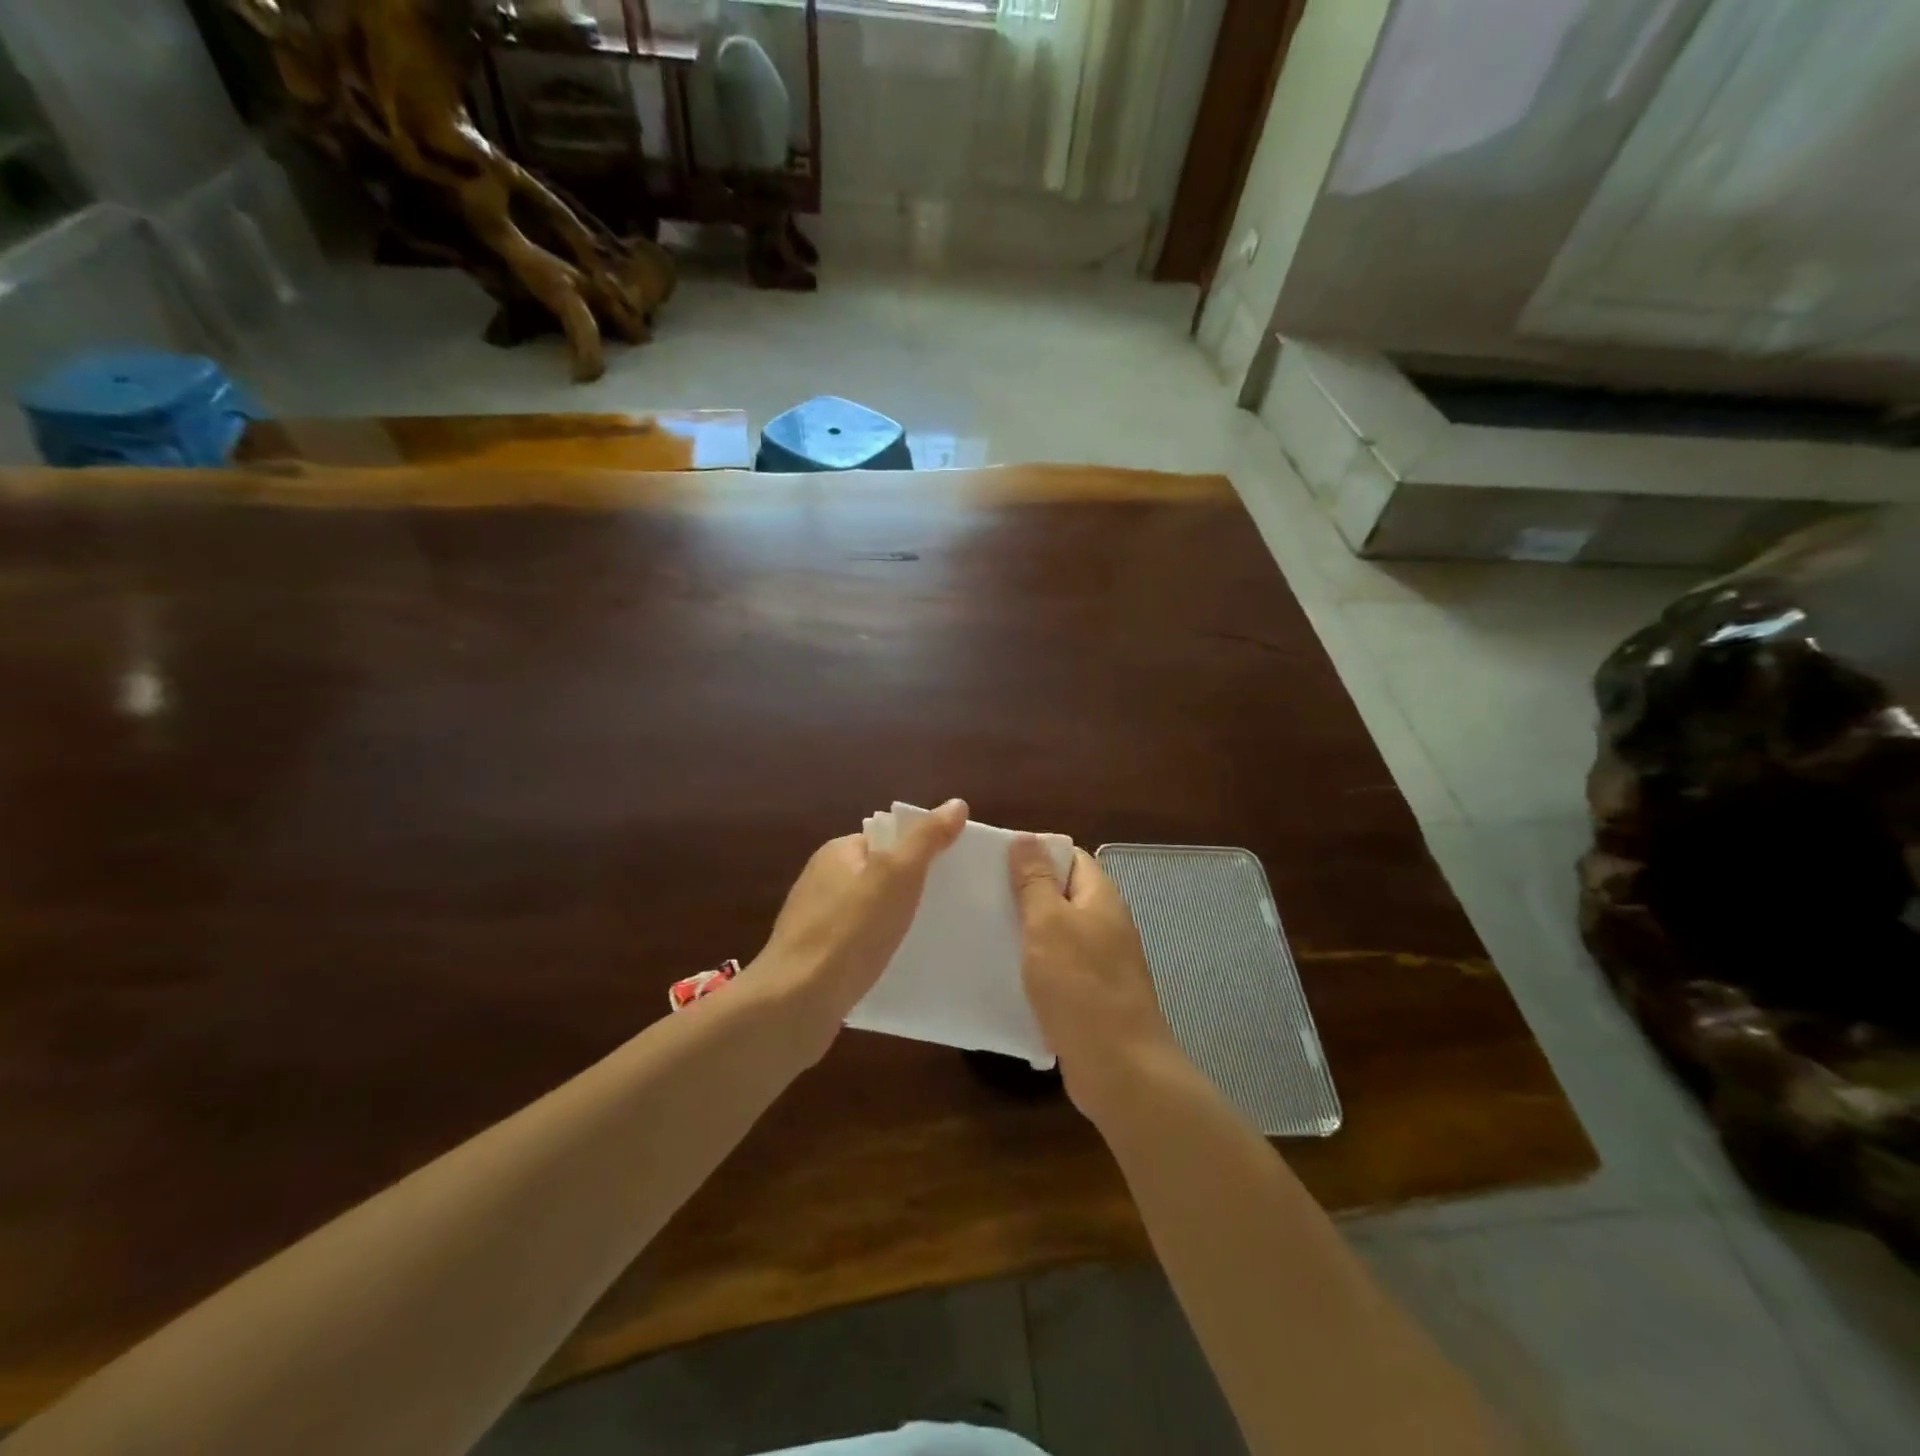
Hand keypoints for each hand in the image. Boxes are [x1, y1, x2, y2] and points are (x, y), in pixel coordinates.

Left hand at [753, 800, 968, 1048]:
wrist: (795, 1003)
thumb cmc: (850, 930)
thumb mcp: (898, 875)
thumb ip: (926, 839)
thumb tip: (956, 804)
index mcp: (837, 853)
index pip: (885, 840)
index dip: (918, 851)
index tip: (950, 871)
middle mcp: (821, 881)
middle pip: (877, 876)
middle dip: (909, 889)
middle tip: (946, 906)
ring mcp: (814, 921)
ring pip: (867, 912)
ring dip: (893, 922)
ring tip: (928, 937)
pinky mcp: (814, 959)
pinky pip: (856, 944)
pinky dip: (876, 949)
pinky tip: (896, 965)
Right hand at [1009, 836, 1186, 1116]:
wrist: (1119, 1068)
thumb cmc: (1080, 985)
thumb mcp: (1049, 923)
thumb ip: (1035, 881)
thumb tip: (1026, 838)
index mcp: (1100, 897)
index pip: (1069, 857)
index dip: (1035, 853)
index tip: (994, 860)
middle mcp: (1104, 924)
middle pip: (1061, 895)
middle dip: (1023, 893)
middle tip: (979, 894)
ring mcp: (1100, 962)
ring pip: (1056, 934)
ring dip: (1024, 932)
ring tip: (981, 930)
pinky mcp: (1089, 996)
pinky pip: (1056, 969)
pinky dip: (1032, 967)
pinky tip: (1002, 974)